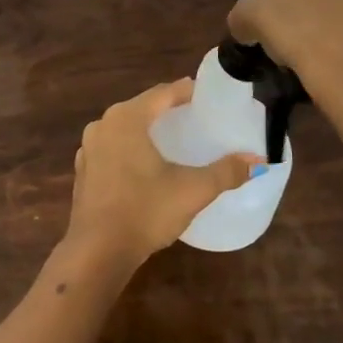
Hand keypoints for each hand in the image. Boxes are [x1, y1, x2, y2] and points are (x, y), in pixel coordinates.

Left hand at [64, 80, 261, 266]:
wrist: (97, 252)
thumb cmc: (145, 211)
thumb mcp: (192, 190)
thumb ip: (226, 172)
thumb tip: (259, 160)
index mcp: (127, 118)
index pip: (162, 93)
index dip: (186, 90)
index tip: (207, 94)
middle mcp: (103, 124)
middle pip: (142, 107)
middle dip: (167, 109)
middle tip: (194, 115)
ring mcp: (89, 148)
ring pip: (124, 128)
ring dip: (147, 129)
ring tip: (173, 137)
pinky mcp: (83, 171)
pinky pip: (113, 148)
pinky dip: (131, 148)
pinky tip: (146, 164)